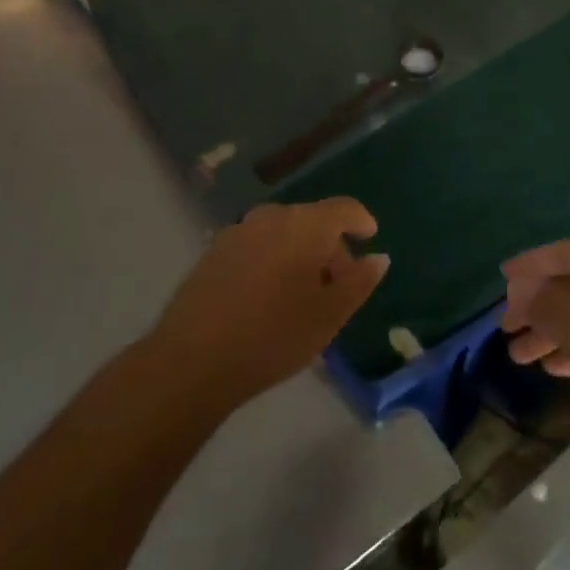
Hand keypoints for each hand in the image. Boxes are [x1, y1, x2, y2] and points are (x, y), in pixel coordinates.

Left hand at [149, 199, 387, 412]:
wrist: (192, 360)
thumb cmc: (273, 336)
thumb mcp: (329, 316)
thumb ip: (359, 282)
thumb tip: (378, 257)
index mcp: (305, 225)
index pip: (344, 208)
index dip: (361, 220)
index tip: (370, 237)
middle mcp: (272, 216)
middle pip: (312, 221)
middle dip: (330, 246)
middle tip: (338, 284)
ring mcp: (239, 231)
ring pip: (283, 233)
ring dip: (300, 253)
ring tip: (303, 295)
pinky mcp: (214, 251)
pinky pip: (257, 245)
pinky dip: (273, 260)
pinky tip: (269, 296)